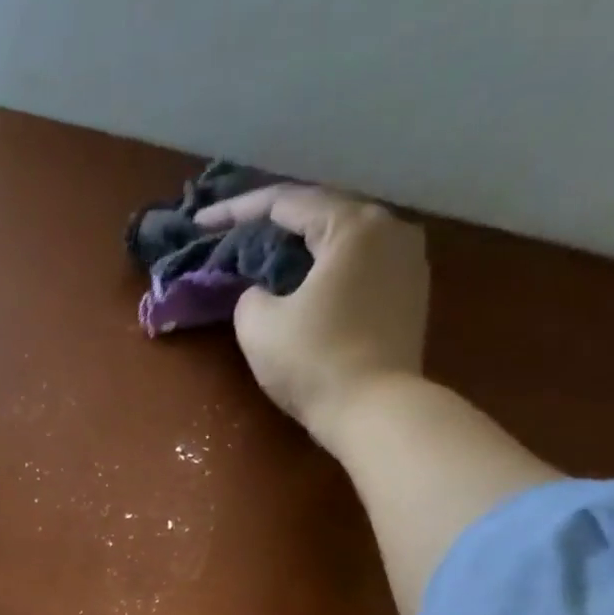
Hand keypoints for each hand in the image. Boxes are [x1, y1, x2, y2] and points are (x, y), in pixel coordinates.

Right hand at [197, 184, 427, 449]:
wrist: (375, 411)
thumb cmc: (313, 362)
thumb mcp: (258, 326)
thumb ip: (249, 296)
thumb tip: (261, 292)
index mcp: (352, 225)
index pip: (286, 203)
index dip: (237, 211)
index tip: (202, 222)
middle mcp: (390, 229)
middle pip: (321, 216)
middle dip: (275, 228)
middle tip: (236, 239)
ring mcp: (408, 262)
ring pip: (343, 244)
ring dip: (304, 251)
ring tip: (270, 263)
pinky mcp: (411, 297)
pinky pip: (361, 270)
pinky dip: (328, 273)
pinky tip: (306, 289)